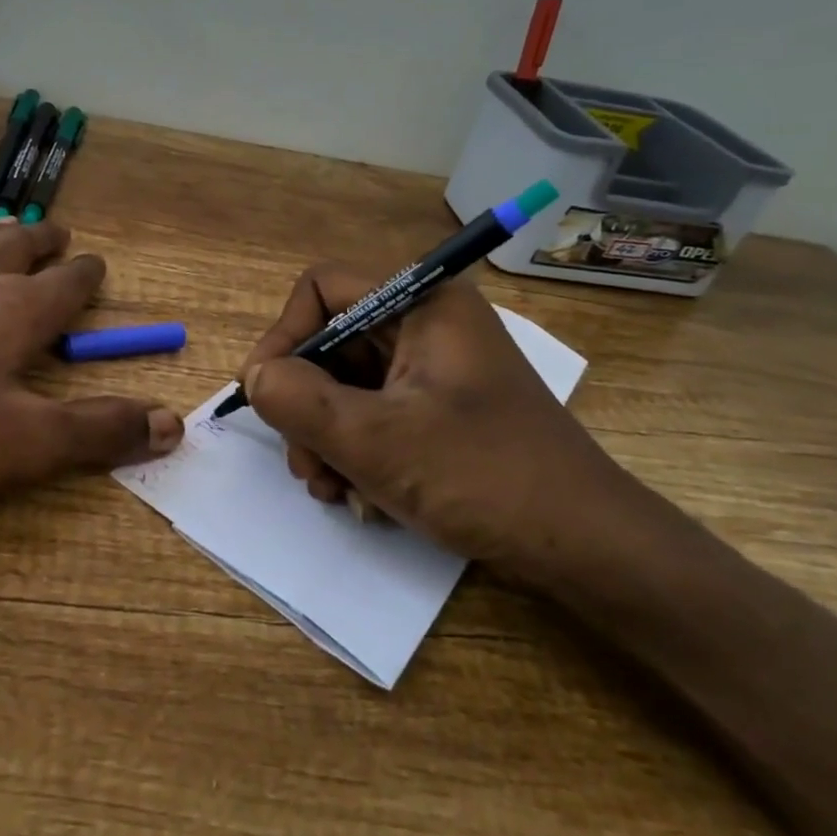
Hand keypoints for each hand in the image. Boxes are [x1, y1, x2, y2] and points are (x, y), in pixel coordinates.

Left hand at [0, 220, 182, 501]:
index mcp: (15, 314)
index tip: (98, 266)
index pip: (67, 285)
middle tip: (59, 232)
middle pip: (16, 249)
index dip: (87, 276)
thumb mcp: (22, 444)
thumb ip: (97, 432)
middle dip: (43, 241)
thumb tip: (172, 423)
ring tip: (4, 229)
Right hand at [241, 264, 660, 587]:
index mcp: (423, 303)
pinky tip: (359, 496)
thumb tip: (253, 376)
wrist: (583, 546)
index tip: (264, 393)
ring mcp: (434, 370)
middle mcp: (427, 325)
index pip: (322, 289)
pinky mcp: (439, 409)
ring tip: (331, 490)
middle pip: (331, 343)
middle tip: (304, 464)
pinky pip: (373, 413)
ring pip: (346, 385)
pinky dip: (354, 451)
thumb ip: (297, 399)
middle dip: (304, 404)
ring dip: (324, 437)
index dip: (284, 335)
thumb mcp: (374, 440)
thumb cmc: (482, 476)